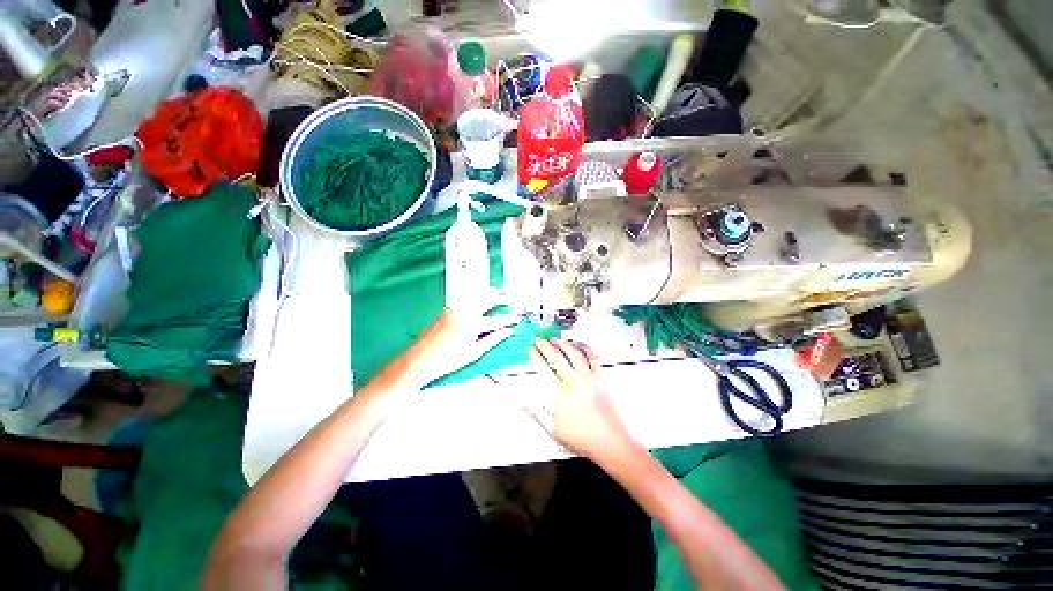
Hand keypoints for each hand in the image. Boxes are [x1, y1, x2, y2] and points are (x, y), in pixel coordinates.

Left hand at [401, 289, 517, 386]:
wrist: (420, 359)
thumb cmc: (447, 360)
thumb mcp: (474, 353)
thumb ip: (493, 340)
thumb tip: (507, 333)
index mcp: (472, 325)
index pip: (496, 320)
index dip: (509, 320)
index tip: (516, 319)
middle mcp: (464, 313)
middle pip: (486, 300)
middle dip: (500, 298)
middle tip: (510, 298)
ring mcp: (455, 308)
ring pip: (475, 294)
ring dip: (488, 291)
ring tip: (498, 291)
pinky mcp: (448, 308)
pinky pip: (465, 296)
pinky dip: (476, 293)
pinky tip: (480, 294)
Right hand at [527, 338, 634, 461]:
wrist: (610, 442)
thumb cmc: (581, 438)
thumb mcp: (554, 430)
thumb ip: (537, 413)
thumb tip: (523, 403)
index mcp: (561, 394)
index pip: (544, 369)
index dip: (536, 357)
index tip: (531, 350)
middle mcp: (574, 382)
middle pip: (557, 357)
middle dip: (546, 346)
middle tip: (539, 339)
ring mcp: (589, 378)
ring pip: (574, 353)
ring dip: (564, 343)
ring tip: (556, 339)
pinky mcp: (600, 377)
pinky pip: (593, 357)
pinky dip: (585, 348)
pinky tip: (579, 344)